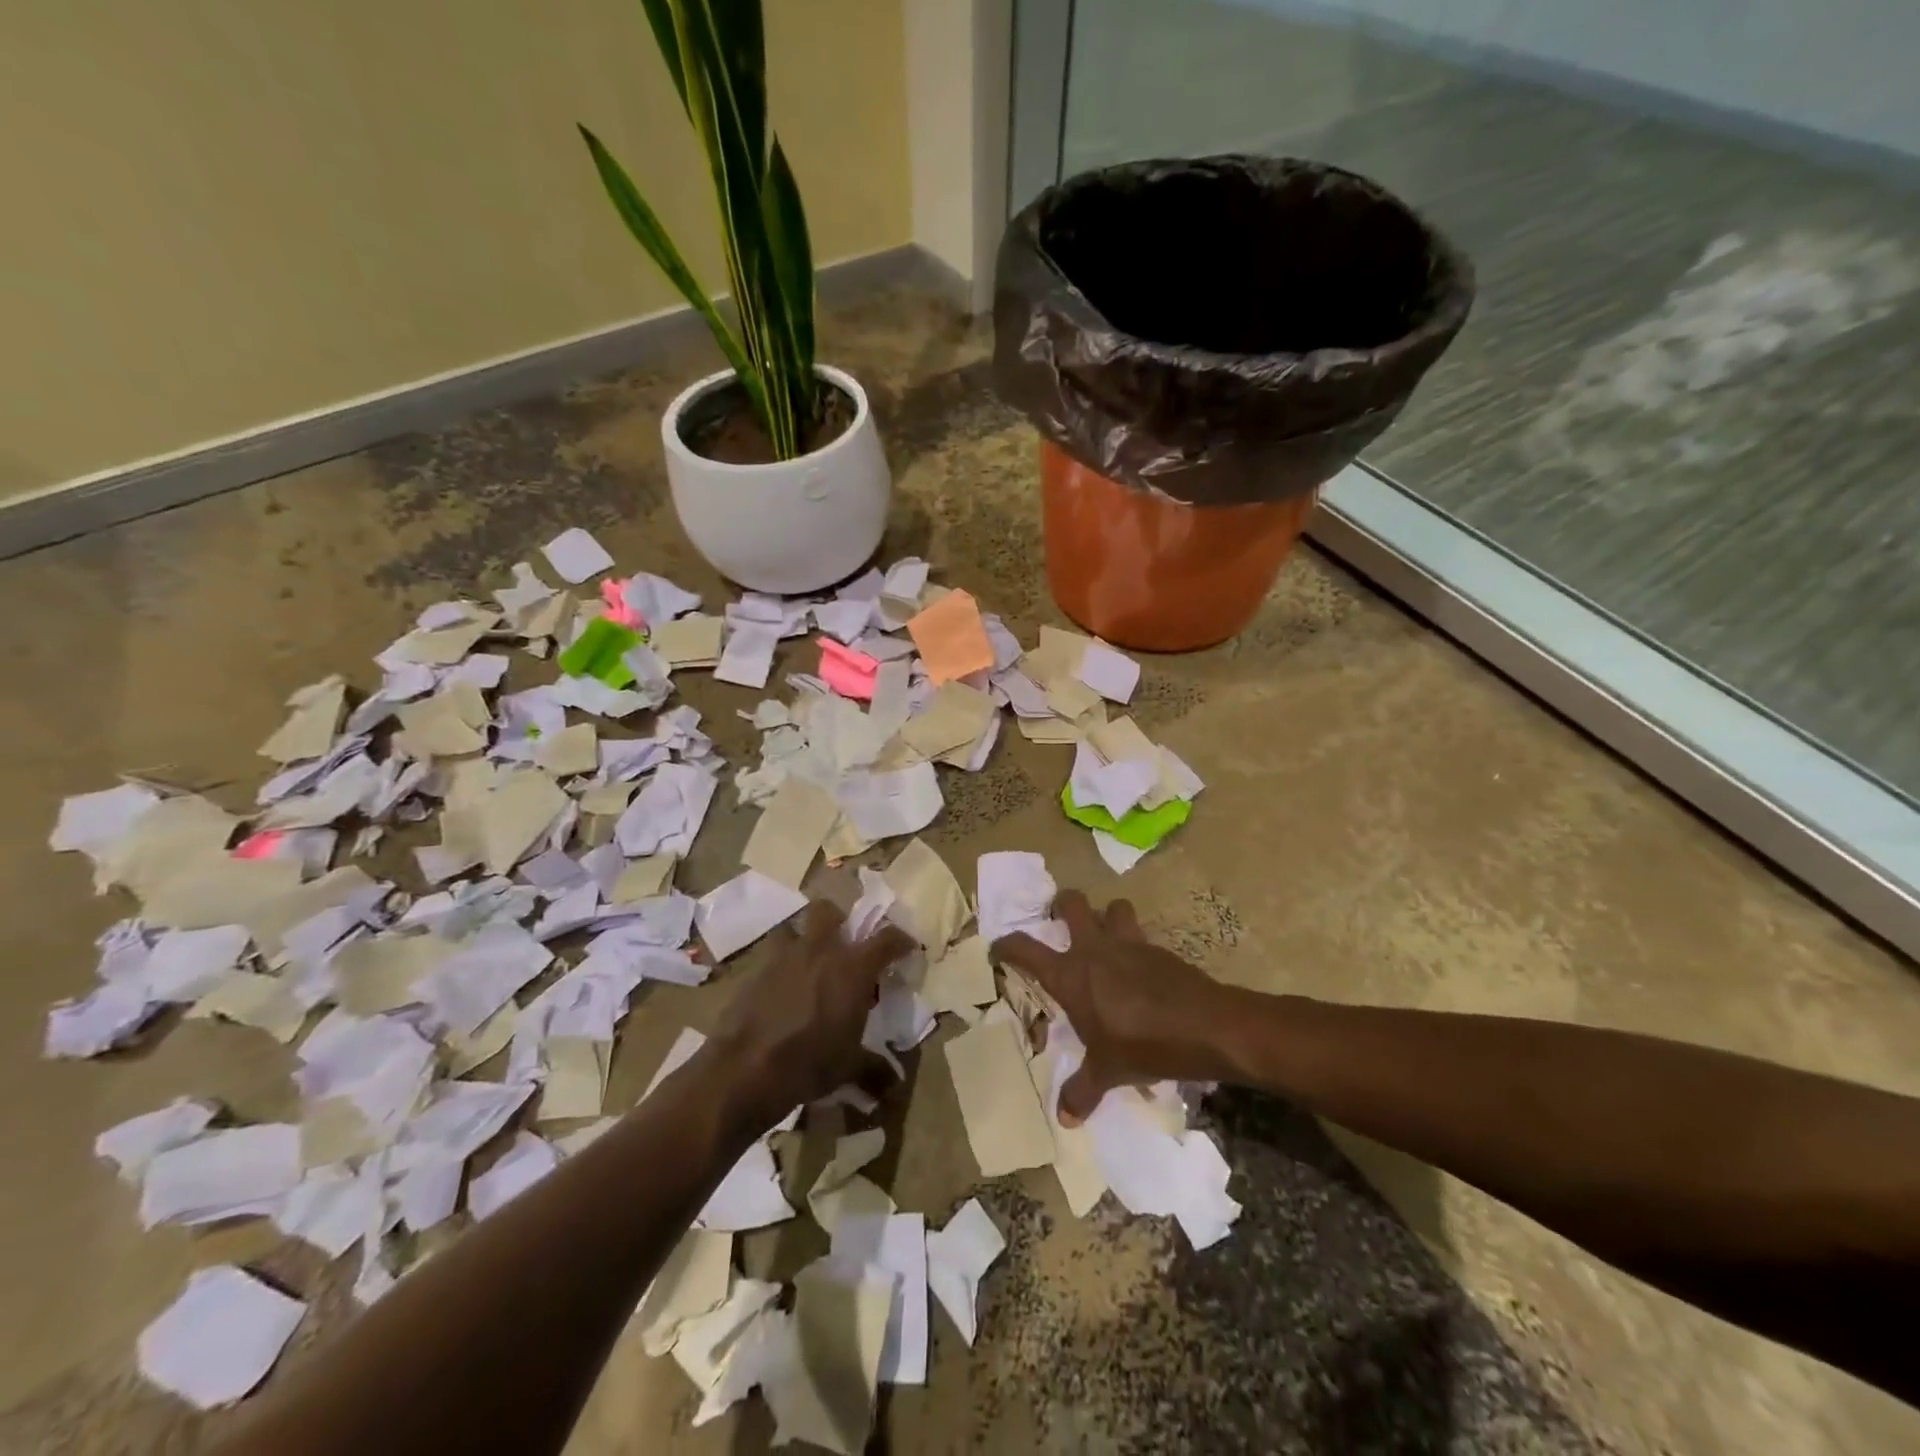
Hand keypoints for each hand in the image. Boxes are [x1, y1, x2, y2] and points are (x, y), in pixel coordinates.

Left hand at [709, 899, 914, 1133]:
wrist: (745, 1069)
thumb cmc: (809, 1063)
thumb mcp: (848, 1068)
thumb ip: (874, 1068)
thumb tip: (893, 1084)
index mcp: (853, 967)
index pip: (887, 938)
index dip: (901, 940)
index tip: (906, 948)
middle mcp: (820, 950)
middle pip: (829, 911)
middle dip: (839, 921)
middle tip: (844, 945)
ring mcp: (783, 957)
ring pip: (794, 927)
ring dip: (803, 938)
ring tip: (808, 962)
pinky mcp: (755, 971)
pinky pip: (771, 956)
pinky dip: (779, 966)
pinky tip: (781, 990)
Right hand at [992, 890, 1238, 1125]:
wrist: (1205, 1026)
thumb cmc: (1143, 1045)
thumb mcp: (1107, 1072)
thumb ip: (1082, 1091)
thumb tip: (1064, 1119)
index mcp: (1070, 974)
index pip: (1025, 949)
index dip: (1007, 945)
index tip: (998, 948)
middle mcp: (1094, 949)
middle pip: (1072, 903)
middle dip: (1061, 904)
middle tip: (1058, 918)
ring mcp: (1129, 944)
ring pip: (1113, 907)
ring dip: (1107, 915)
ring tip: (1105, 936)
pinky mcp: (1159, 949)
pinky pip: (1141, 934)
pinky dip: (1135, 944)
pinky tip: (1140, 969)